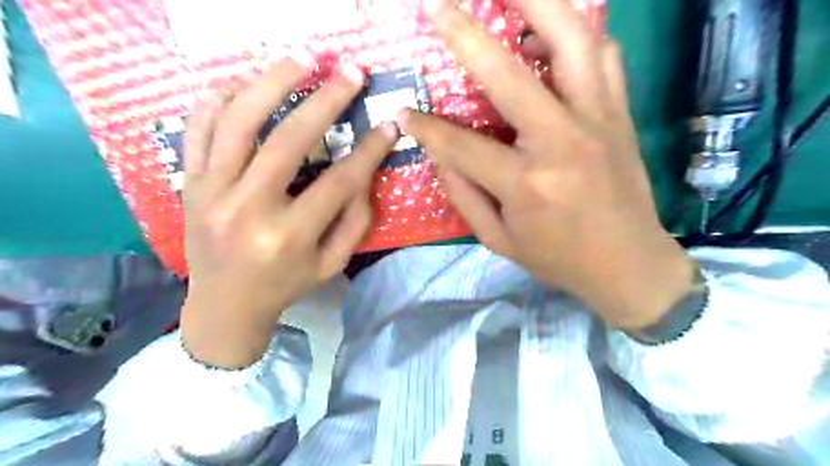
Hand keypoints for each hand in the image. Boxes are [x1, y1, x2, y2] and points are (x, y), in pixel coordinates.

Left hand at [183, 59, 400, 369]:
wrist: (225, 305)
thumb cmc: (287, 285)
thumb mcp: (332, 264)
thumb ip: (354, 220)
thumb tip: (363, 174)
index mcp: (289, 236)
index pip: (339, 181)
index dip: (369, 150)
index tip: (389, 125)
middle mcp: (248, 209)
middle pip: (288, 141)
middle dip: (325, 101)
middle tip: (350, 72)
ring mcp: (211, 193)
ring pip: (238, 123)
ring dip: (272, 83)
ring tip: (302, 59)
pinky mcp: (191, 184)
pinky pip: (198, 130)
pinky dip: (219, 99)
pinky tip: (245, 83)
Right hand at [400, 0, 694, 330]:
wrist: (629, 265)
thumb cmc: (559, 258)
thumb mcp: (499, 240)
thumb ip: (464, 195)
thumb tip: (440, 156)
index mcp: (526, 183)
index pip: (461, 145)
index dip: (426, 129)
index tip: (404, 113)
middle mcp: (562, 141)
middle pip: (508, 74)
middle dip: (465, 36)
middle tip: (439, 7)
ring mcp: (599, 120)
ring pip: (573, 40)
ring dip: (538, 4)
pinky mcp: (621, 114)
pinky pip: (604, 55)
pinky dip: (578, 31)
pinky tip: (553, 30)